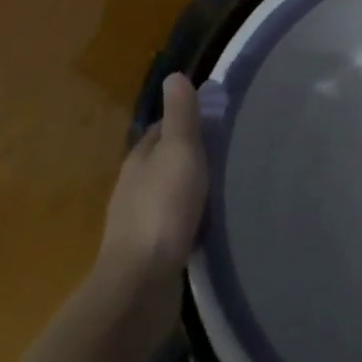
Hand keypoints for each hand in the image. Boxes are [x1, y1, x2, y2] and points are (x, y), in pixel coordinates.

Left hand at [99, 73, 207, 297]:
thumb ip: (179, 115)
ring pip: (167, 192)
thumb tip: (173, 74)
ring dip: (189, 187)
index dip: (187, 119)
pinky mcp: (148, 253)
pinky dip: (188, 218)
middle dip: (190, 154)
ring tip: (222, 185)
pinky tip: (207, 223)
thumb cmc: (163, 209)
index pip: (163, 127)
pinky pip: (172, 224)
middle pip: (164, 159)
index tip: (217, 117)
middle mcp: (134, 186)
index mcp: (140, 158)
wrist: (140, 286)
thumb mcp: (178, 151)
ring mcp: (138, 222)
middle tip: (227, 150)